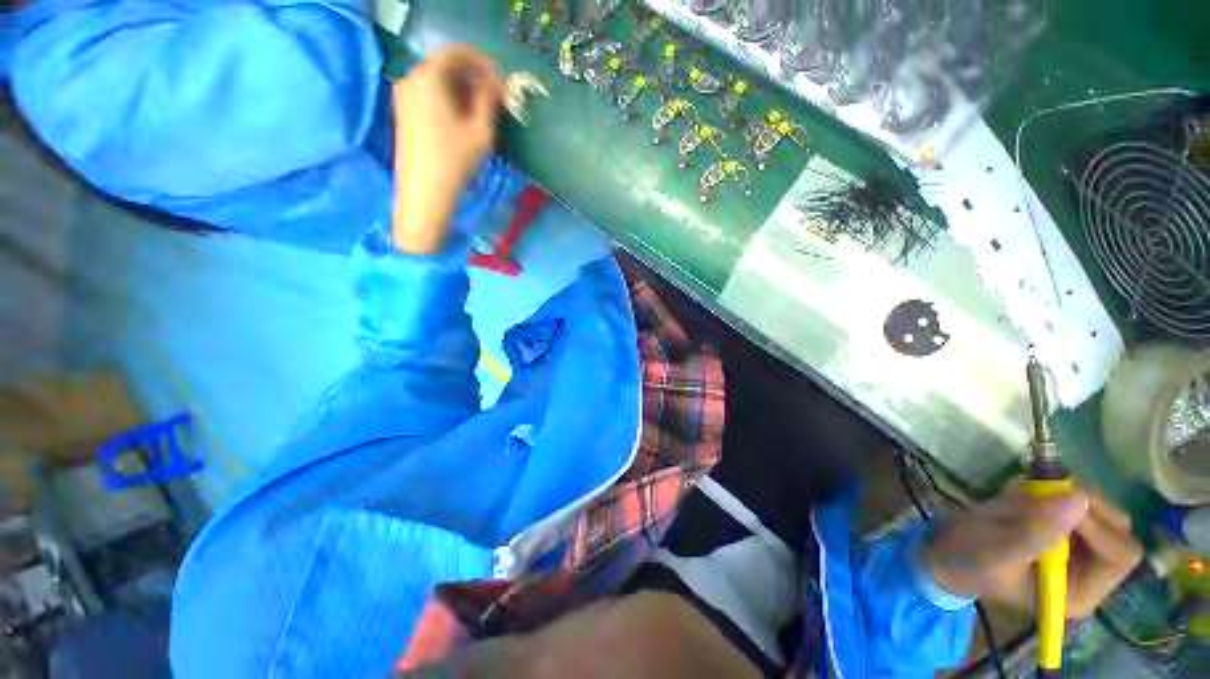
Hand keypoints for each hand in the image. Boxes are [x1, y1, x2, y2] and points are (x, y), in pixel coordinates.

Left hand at [392, 46, 501, 253]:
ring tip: (483, 111)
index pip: (457, 53)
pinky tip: (463, 120)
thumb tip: (495, 84)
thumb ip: (489, 100)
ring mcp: (404, 96)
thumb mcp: (481, 130)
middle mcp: (411, 78)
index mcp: (429, 76)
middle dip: (473, 77)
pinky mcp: (404, 114)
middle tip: (496, 97)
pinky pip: (430, 96)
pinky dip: (449, 100)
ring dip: (462, 90)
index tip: (501, 81)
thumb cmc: (455, 160)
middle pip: (446, 67)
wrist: (425, 193)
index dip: (483, 63)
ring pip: (438, 82)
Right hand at [924, 482, 1142, 618]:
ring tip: (1023, 494)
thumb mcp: (996, 551)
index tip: (1057, 504)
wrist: (945, 547)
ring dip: (1065, 492)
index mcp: (1081, 590)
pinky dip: (1052, 487)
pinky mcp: (1062, 524)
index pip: (1121, 556)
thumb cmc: (969, 559)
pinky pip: (1075, 496)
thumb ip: (1035, 533)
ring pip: (1099, 508)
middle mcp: (1090, 570)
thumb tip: (1078, 499)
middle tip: (1044, 490)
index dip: (1098, 528)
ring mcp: (1078, 545)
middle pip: (1117, 528)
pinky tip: (1022, 494)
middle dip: (1084, 504)